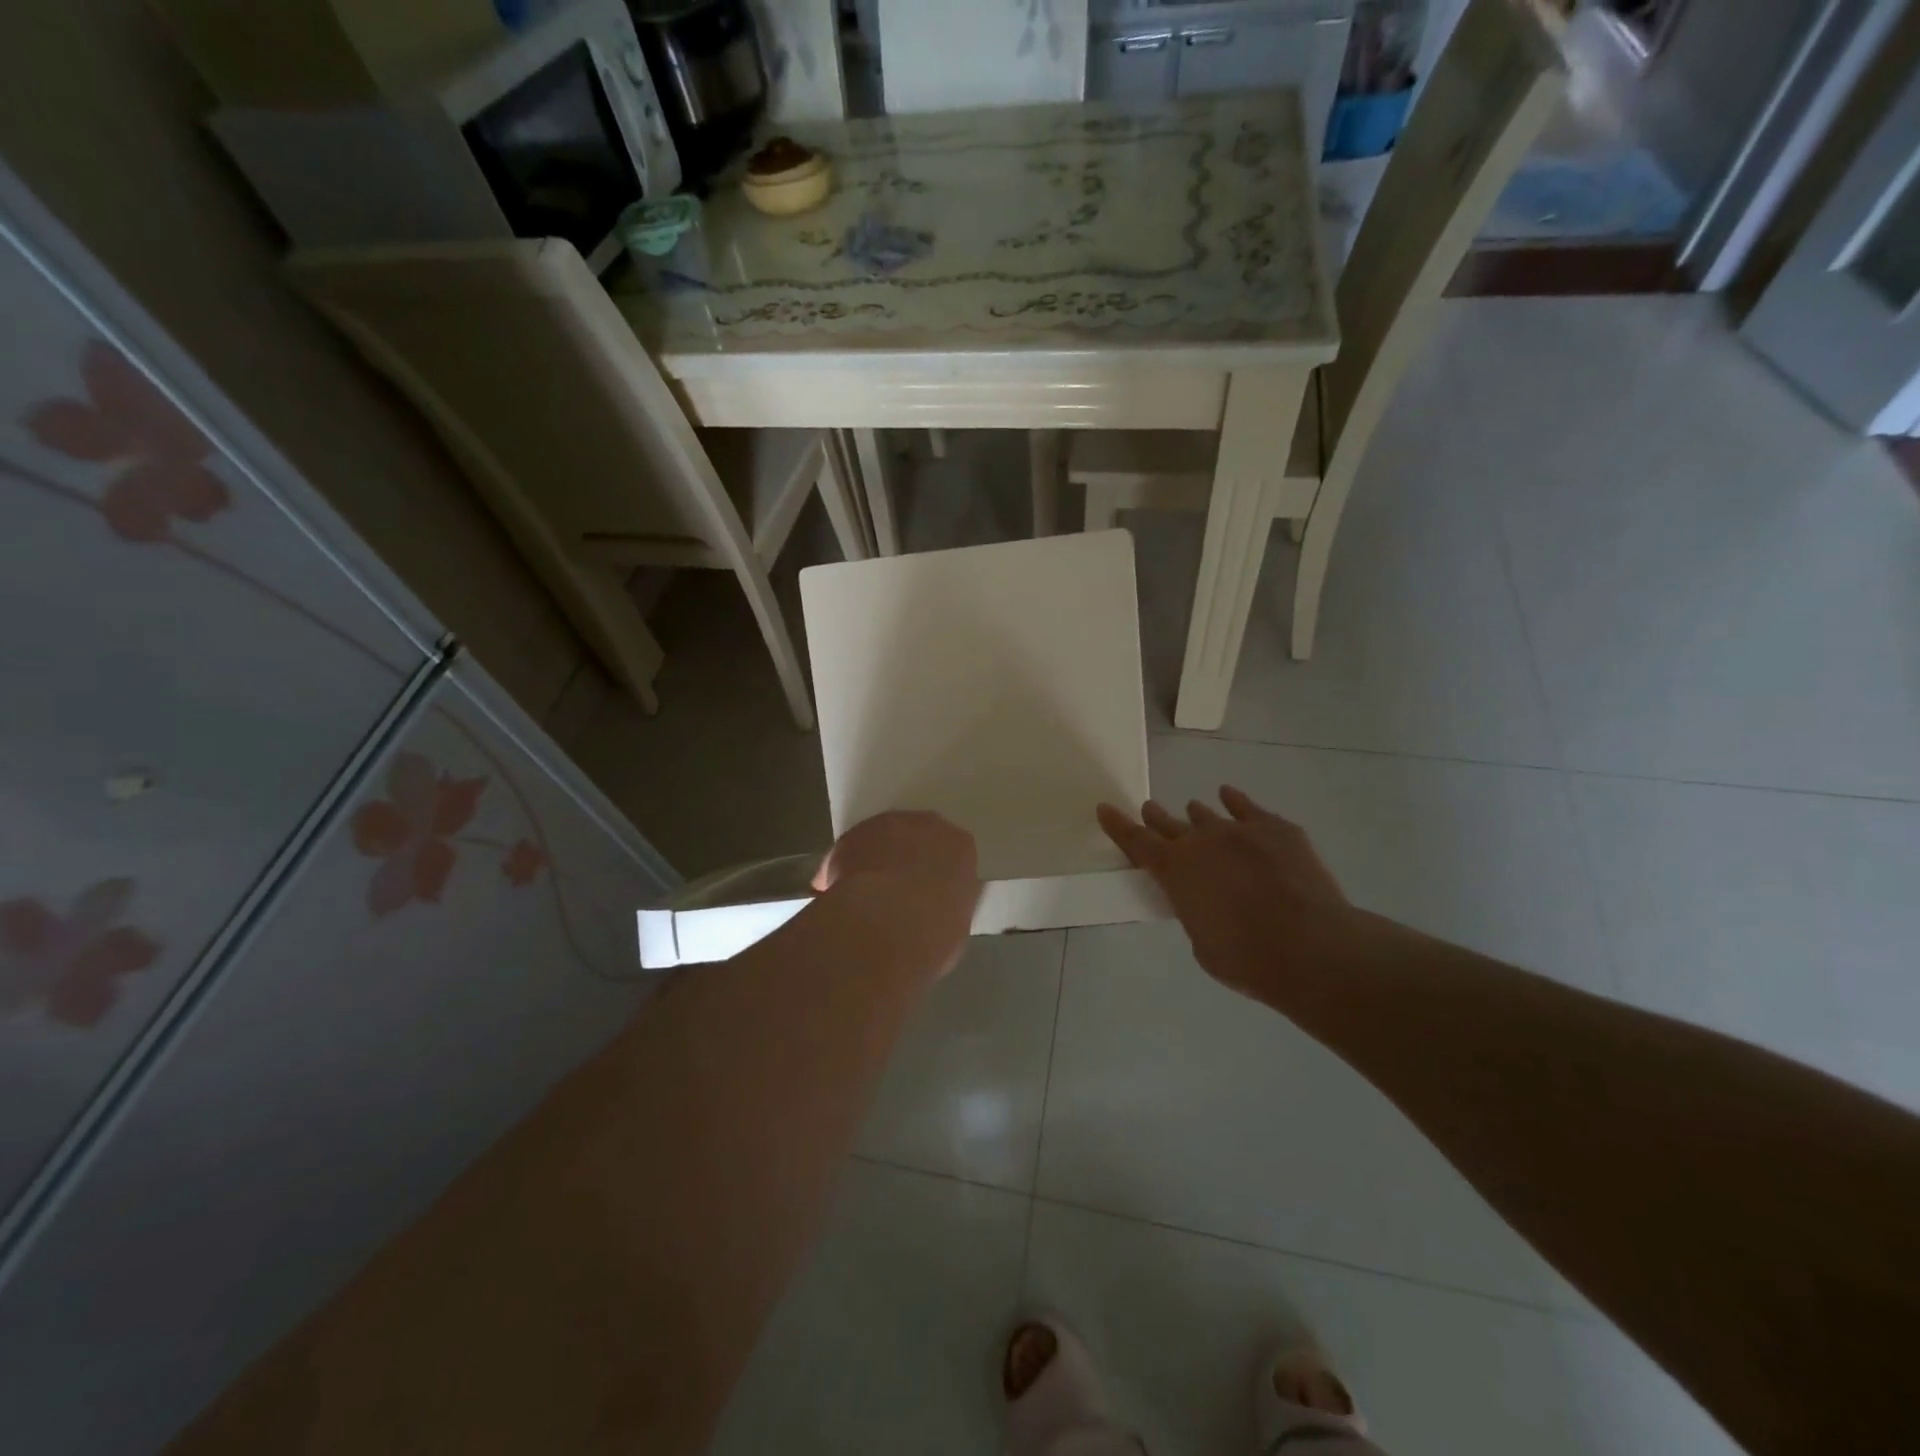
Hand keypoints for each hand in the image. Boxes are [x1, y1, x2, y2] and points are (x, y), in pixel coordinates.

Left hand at [814, 811, 980, 977]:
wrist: (887, 924)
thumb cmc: (934, 934)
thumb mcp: (956, 926)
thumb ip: (948, 906)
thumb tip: (937, 909)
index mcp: (960, 847)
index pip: (953, 852)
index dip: (938, 873)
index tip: (930, 892)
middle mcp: (927, 825)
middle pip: (917, 836)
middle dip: (907, 857)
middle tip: (897, 889)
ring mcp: (887, 825)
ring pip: (882, 838)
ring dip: (875, 858)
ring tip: (865, 894)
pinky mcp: (851, 836)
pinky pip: (851, 850)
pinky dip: (845, 868)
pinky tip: (840, 894)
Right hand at [1097, 787, 1350, 994]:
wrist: (1310, 947)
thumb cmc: (1246, 958)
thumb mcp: (1202, 943)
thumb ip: (1194, 913)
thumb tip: (1205, 901)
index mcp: (1175, 871)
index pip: (1136, 841)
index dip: (1118, 825)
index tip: (1105, 808)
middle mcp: (1201, 842)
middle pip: (1169, 824)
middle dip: (1156, 818)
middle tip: (1150, 810)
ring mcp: (1240, 830)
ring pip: (1207, 815)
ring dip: (1197, 816)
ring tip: (1194, 812)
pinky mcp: (1276, 829)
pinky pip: (1248, 808)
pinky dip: (1236, 802)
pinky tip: (1230, 796)